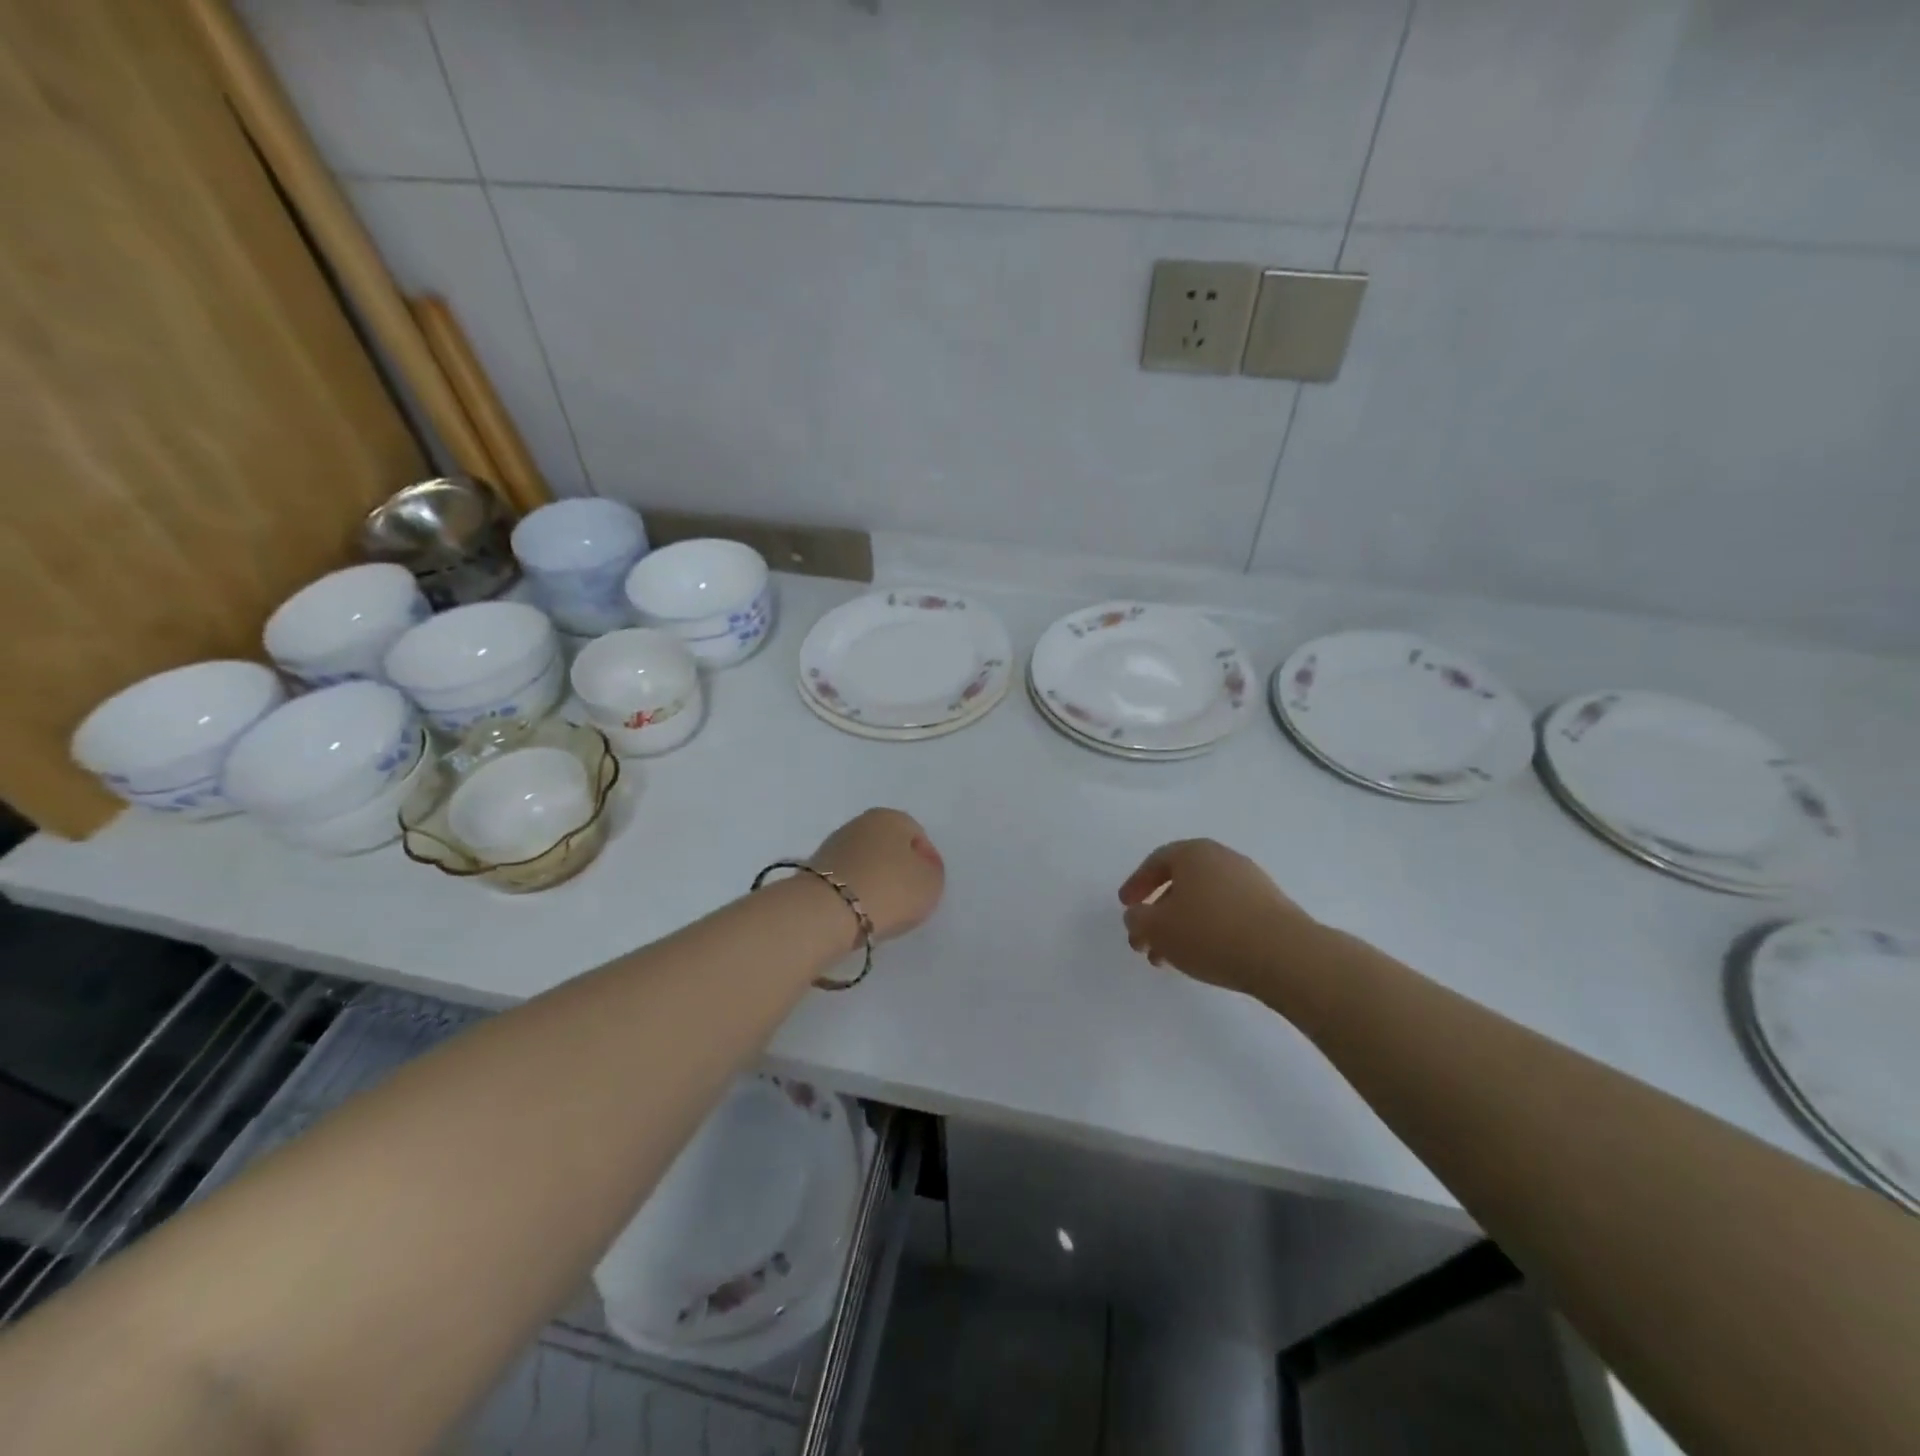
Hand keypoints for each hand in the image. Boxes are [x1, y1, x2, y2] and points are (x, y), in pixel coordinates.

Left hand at [811, 808, 945, 942]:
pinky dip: (853, 892)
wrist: (826, 912)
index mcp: (891, 816)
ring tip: (880, 908)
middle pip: (888, 847)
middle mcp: (860, 823)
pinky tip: (857, 910)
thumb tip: (918, 866)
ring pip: (865, 862)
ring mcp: (833, 845)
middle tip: (905, 898)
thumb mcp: (931, 883)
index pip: (917, 837)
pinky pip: (846, 879)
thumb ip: (931, 870)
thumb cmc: (889, 890)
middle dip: (897, 869)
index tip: (925, 888)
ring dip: (874, 880)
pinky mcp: (813, 870)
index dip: (926, 863)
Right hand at [1118, 839, 1317, 998]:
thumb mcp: (1157, 928)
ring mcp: (1250, 881)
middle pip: (1180, 883)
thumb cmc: (1210, 932)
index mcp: (1193, 852)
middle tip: (1145, 941)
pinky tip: (1203, 957)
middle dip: (1158, 913)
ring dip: (1182, 926)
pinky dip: (1208, 931)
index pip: (1156, 861)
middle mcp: (1223, 858)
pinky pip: (1227, 913)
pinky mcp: (1270, 907)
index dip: (1136, 884)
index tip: (1126, 906)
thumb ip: (1137, 919)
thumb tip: (1137, 916)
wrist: (1284, 955)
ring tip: (1170, 958)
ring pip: (1204, 901)